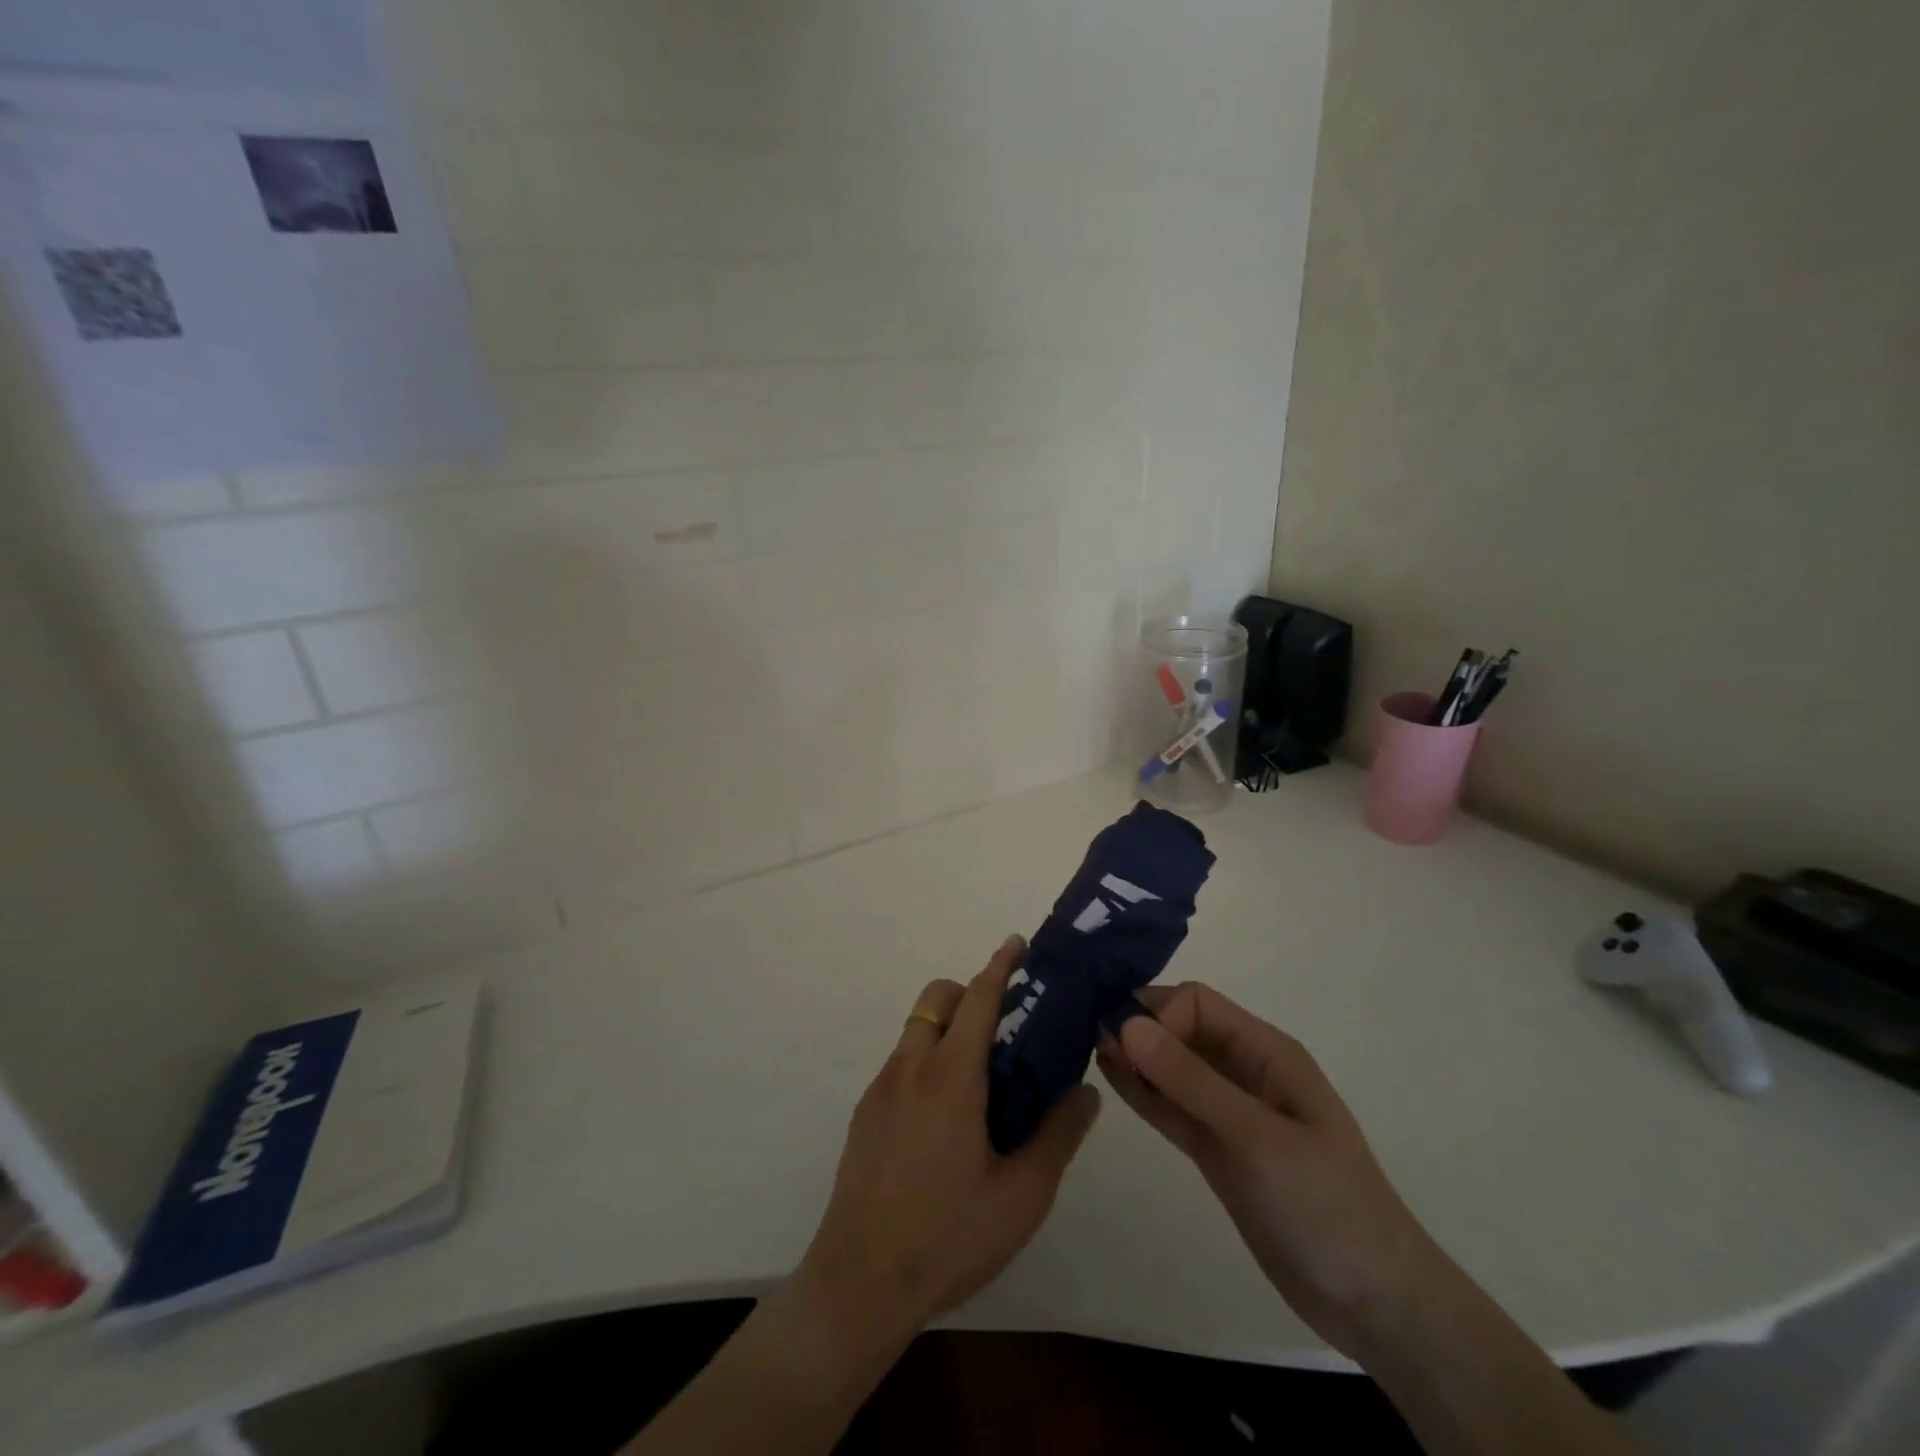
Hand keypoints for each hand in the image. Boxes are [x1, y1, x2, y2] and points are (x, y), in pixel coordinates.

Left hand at [796, 935, 1101, 1344]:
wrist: (858, 1284)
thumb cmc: (948, 1237)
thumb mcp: (1022, 1195)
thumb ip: (1058, 1135)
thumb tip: (1085, 1091)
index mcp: (951, 1076)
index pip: (978, 998)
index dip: (1000, 965)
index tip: (1017, 943)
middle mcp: (910, 1068)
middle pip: (938, 999)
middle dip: (970, 993)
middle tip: (1006, 1027)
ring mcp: (880, 1089)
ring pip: (916, 1031)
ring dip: (948, 1029)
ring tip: (981, 1081)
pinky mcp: (863, 1114)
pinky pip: (901, 1064)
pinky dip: (927, 1061)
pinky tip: (946, 1120)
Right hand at [1097, 983, 1444, 1361]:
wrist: (1374, 1302)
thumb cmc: (1323, 1203)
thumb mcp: (1254, 1135)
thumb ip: (1189, 1080)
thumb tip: (1127, 1023)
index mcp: (1266, 1052)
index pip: (1198, 1004)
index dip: (1159, 1014)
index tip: (1125, 1042)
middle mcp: (1245, 1072)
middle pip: (1181, 1029)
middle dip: (1139, 1027)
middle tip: (1087, 1036)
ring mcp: (1229, 1112)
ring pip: (1172, 1068)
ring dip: (1135, 1056)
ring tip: (1087, 1048)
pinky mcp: (1217, 1149)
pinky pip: (1172, 1108)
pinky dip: (1143, 1092)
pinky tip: (1109, 1076)